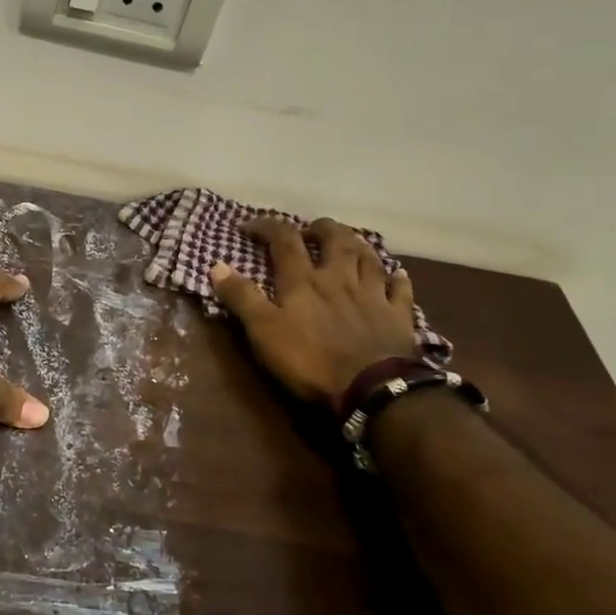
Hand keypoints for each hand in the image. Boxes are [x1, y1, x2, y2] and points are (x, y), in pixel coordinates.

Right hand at [209, 218, 418, 405]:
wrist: (372, 387)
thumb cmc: (310, 359)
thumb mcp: (263, 331)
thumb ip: (241, 297)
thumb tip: (215, 265)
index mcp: (304, 281)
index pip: (284, 241)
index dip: (267, 227)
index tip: (249, 227)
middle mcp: (340, 278)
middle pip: (335, 239)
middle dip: (320, 228)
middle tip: (310, 230)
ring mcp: (373, 294)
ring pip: (368, 257)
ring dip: (357, 244)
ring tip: (348, 243)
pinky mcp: (398, 315)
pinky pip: (400, 289)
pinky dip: (396, 278)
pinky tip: (396, 274)